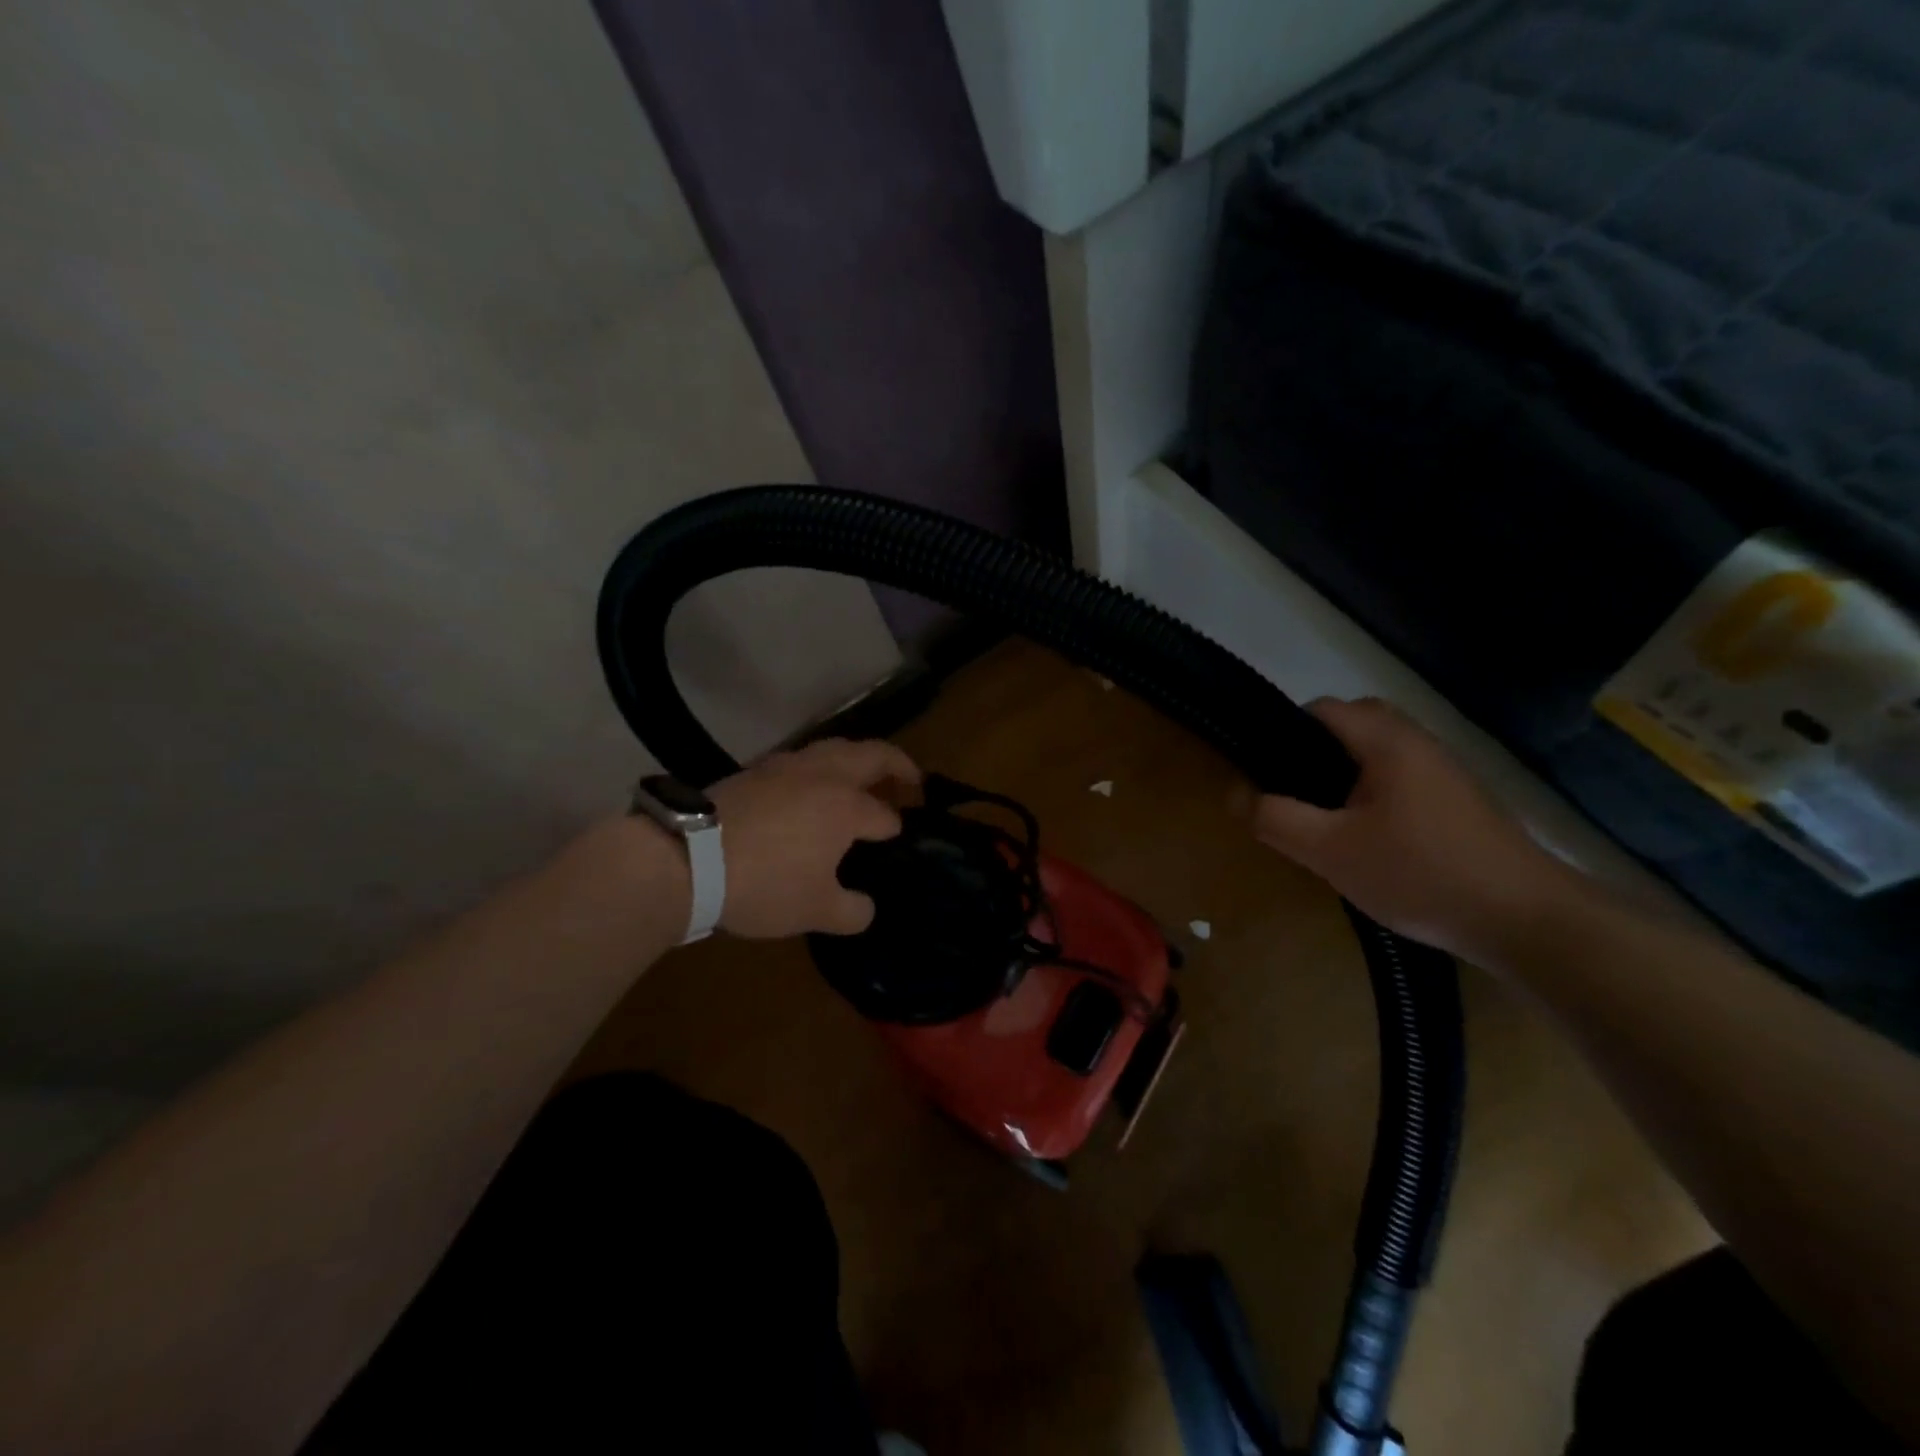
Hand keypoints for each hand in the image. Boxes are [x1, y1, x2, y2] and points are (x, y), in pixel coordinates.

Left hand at [709, 738, 919, 938]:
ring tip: (863, 777)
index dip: (895, 831)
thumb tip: (865, 907)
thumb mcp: (816, 911)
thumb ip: (852, 911)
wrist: (686, 859)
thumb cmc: (764, 884)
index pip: (885, 816)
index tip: (895, 844)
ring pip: (835, 747)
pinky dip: (821, 766)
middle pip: (873, 755)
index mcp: (847, 807)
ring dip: (858, 758)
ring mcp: (788, 766)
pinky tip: (811, 785)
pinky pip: (803, 758)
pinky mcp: (756, 769)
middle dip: (899, 764)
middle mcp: (824, 775)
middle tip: (913, 780)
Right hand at [1248, 698, 1577, 963]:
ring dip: (1345, 776)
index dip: (1284, 732)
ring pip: (1378, 754)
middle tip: (1294, 795)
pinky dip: (1374, 794)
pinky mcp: (1461, 802)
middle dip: (1315, 752)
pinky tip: (1369, 840)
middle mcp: (1420, 743)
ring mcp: (1446, 772)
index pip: (1322, 709)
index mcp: (1388, 742)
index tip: (1265, 771)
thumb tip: (1236, 794)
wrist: (1528, 921)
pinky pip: (1402, 779)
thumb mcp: (1330, 851)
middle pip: (1353, 725)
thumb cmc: (1420, 874)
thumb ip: (1276, 818)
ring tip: (1324, 820)